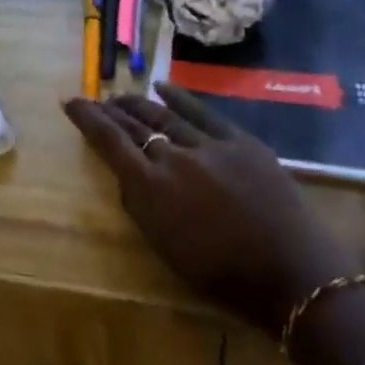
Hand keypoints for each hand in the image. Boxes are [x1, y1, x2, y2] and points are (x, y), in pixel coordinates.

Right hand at [64, 84, 360, 336]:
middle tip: (95, 100)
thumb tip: (129, 176)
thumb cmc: (224, 277)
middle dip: (110, 110)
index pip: (110, 143)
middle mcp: (174, 158)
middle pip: (134, 125)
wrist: (293, 275)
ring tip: (121, 96)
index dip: (87, 119)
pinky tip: (162, 87)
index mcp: (151, 189)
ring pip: (164, 116)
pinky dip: (180, 98)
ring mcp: (208, 145)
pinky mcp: (239, 141)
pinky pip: (202, 112)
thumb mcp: (167, 249)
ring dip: (139, 105)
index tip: (70, 101)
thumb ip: (142, 208)